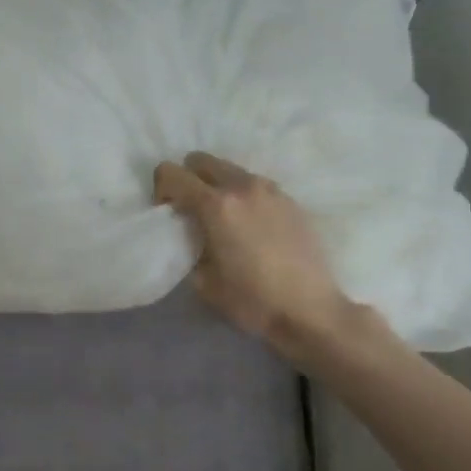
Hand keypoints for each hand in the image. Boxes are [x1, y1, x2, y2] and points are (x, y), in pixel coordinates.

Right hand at [154, 152, 374, 362]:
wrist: (310, 310)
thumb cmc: (252, 300)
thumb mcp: (203, 281)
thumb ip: (190, 248)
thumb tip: (193, 236)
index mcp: (216, 206)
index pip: (172, 173)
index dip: (161, 189)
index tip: (167, 213)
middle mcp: (243, 187)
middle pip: (201, 160)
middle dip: (188, 179)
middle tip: (190, 211)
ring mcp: (271, 191)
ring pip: (231, 171)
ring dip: (218, 187)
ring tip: (223, 221)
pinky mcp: (291, 201)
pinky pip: (256, 186)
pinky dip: (243, 197)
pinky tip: (251, 229)